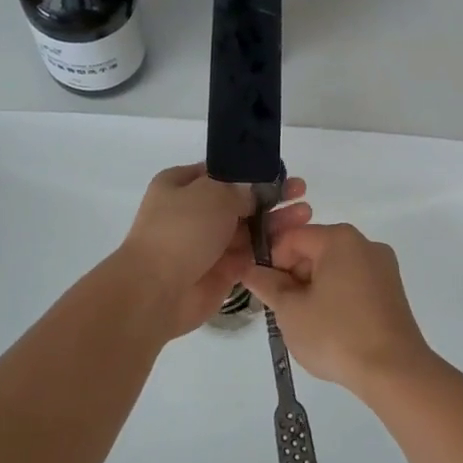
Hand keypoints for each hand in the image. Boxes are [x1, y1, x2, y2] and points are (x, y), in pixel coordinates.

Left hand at [117, 163, 310, 338]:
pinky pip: (250, 256)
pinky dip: (269, 249)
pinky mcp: (221, 271)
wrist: (156, 291)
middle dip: (270, 197)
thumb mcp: (212, 194)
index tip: (280, 171)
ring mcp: (207, 243)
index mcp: (181, 185)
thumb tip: (253, 192)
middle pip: (239, 201)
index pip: (221, 172)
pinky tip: (295, 242)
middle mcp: (193, 212)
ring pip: (248, 228)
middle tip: (301, 193)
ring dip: (275, 222)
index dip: (250, 171)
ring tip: (306, 215)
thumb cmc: (181, 231)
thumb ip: (239, 188)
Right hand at [239, 223, 435, 394]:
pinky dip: (336, 298)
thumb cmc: (336, 335)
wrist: (394, 371)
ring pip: (334, 268)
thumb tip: (251, 270)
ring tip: (307, 324)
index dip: (271, 262)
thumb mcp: (291, 311)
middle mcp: (365, 244)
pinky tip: (331, 328)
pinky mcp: (392, 291)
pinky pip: (354, 284)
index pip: (291, 238)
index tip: (266, 293)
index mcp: (340, 239)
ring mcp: (383, 267)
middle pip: (315, 250)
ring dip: (313, 289)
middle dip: (293, 277)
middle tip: (283, 312)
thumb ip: (267, 285)